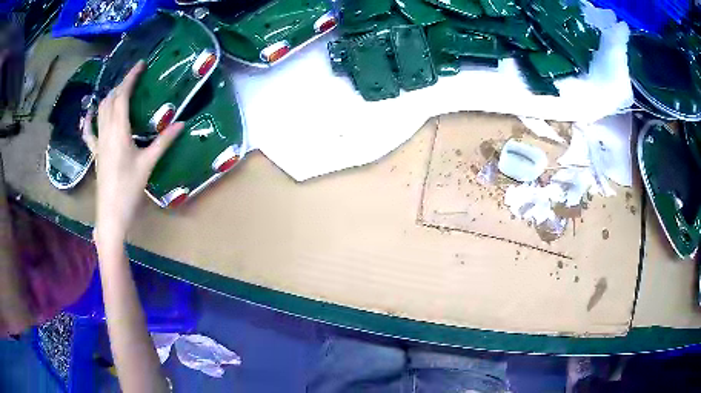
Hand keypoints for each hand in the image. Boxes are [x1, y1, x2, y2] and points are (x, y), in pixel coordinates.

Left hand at [83, 61, 183, 244]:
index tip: (140, 65)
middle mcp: (106, 132)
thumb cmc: (129, 189)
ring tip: (120, 90)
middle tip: (134, 77)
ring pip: (100, 111)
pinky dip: (89, 120)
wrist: (111, 214)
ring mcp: (98, 143)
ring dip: (109, 96)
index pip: (122, 96)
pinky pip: (89, 133)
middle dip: (121, 84)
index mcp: (119, 131)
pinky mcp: (95, 153)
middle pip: (110, 100)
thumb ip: (163, 142)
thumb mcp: (148, 164)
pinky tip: (89, 114)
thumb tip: (182, 123)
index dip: (130, 78)